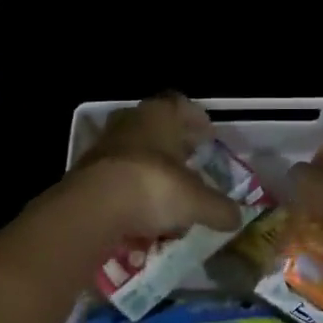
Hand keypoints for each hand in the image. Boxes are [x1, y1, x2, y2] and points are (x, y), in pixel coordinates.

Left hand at [68, 94, 243, 240]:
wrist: (91, 208)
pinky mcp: (86, 171)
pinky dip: (131, 187)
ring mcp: (105, 144)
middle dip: (174, 143)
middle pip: (157, 126)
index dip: (197, 120)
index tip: (208, 135)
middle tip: (190, 159)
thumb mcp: (197, 202)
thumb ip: (219, 208)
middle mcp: (131, 121)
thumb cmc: (153, 187)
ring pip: (135, 150)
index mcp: (160, 114)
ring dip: (151, 166)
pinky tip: (143, 208)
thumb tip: (236, 217)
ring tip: (168, 188)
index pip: (182, 105)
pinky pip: (118, 175)